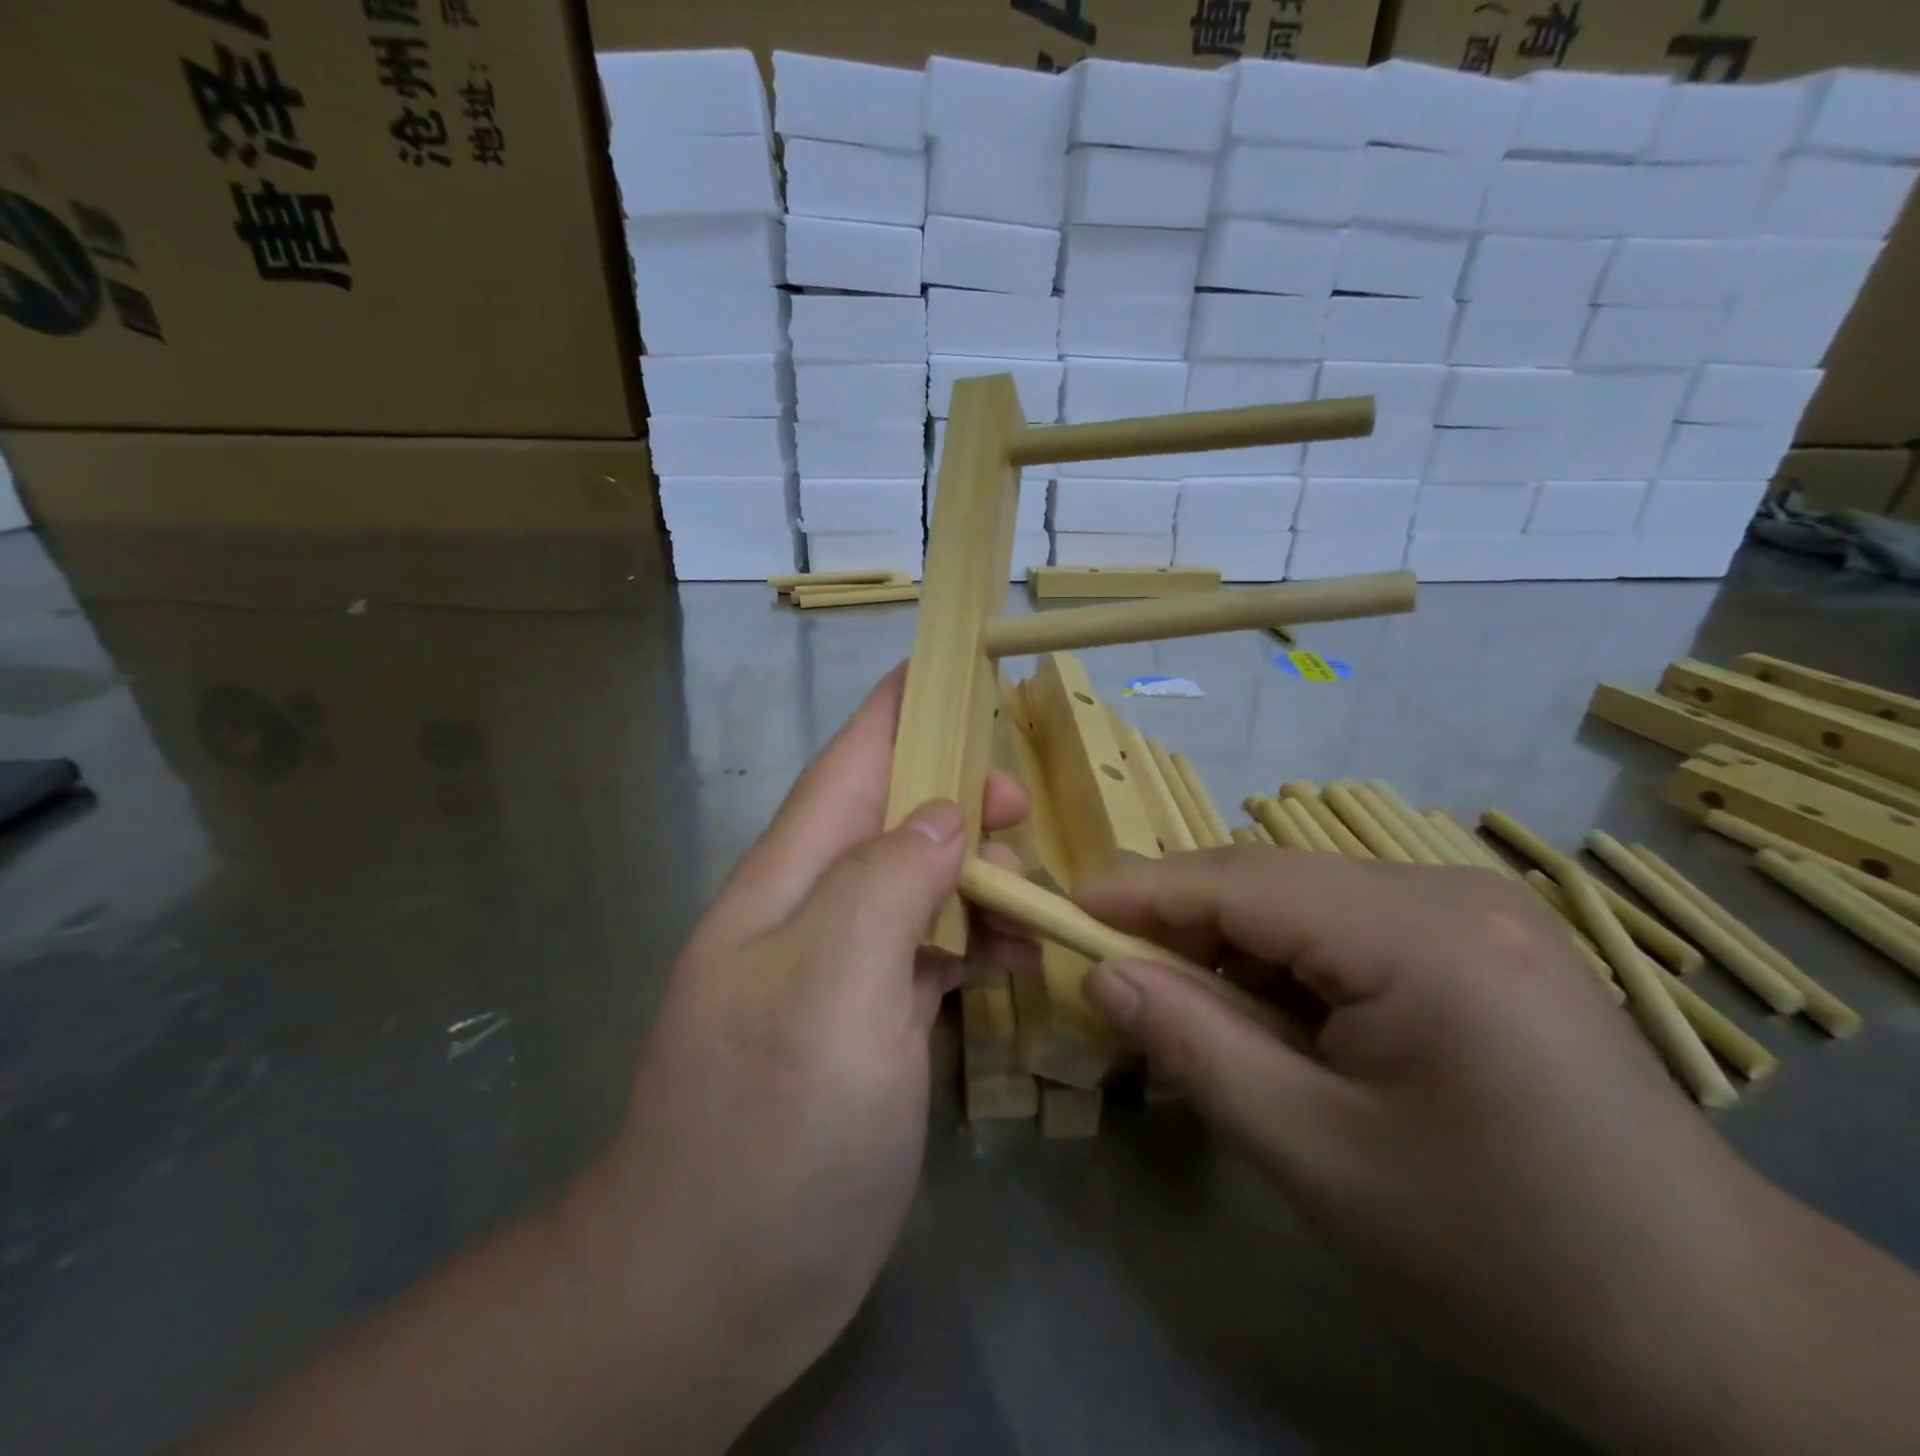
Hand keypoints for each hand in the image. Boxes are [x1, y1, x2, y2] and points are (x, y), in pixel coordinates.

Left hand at [578, 668, 1027, 1443]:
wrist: (716, 1282)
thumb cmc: (771, 1124)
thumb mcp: (831, 985)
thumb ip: (888, 881)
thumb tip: (946, 813)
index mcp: (791, 879)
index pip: (848, 763)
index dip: (898, 709)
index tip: (951, 667)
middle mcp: (813, 909)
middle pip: (891, 818)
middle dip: (957, 795)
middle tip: (1023, 810)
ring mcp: (840, 968)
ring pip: (917, 882)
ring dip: (974, 871)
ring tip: (1033, 891)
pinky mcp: (866, 1023)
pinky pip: (927, 949)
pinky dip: (972, 938)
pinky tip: (1014, 955)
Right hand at [1073, 847, 1785, 1450]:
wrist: (1709, 1326)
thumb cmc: (1500, 1253)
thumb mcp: (1318, 1158)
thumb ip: (1197, 1049)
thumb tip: (1104, 977)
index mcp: (1422, 937)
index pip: (1241, 884)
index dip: (1141, 892)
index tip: (1063, 911)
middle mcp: (1448, 890)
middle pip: (1270, 881)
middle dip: (1182, 922)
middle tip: (1114, 974)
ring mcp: (1470, 906)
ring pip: (1302, 899)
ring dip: (1232, 945)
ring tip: (1190, 1010)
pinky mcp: (1477, 935)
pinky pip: (1344, 923)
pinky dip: (1285, 961)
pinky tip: (1274, 1019)